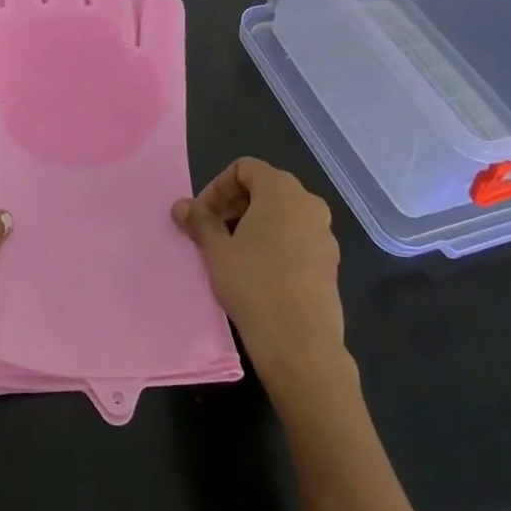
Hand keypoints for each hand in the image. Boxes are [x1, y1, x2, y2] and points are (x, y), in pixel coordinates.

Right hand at [172, 158, 346, 392]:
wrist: (300, 341)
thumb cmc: (253, 283)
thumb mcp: (216, 250)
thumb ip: (199, 221)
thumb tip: (181, 206)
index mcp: (282, 190)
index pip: (245, 168)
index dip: (217, 186)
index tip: (202, 215)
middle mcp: (309, 204)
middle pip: (265, 188)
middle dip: (234, 204)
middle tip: (211, 232)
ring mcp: (324, 234)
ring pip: (282, 215)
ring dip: (253, 224)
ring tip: (232, 252)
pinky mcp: (330, 262)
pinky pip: (297, 238)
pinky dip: (274, 243)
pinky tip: (258, 272)